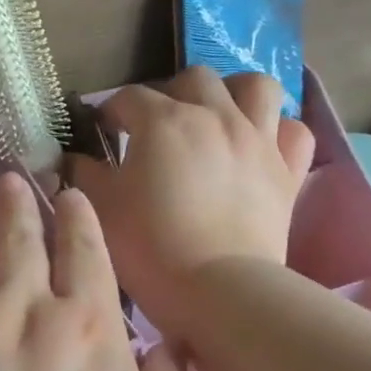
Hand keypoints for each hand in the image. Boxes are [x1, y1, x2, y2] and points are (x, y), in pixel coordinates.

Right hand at [71, 67, 315, 343]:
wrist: (218, 291)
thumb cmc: (150, 246)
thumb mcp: (101, 206)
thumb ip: (84, 172)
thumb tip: (75, 157)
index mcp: (164, 121)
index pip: (129, 97)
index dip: (111, 110)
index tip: (103, 131)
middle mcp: (215, 116)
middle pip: (193, 79)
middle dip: (170, 94)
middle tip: (157, 127)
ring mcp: (258, 140)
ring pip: (256, 87)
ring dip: (234, 94)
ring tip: (218, 117)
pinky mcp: (287, 171)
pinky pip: (295, 131)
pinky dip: (277, 131)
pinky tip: (259, 146)